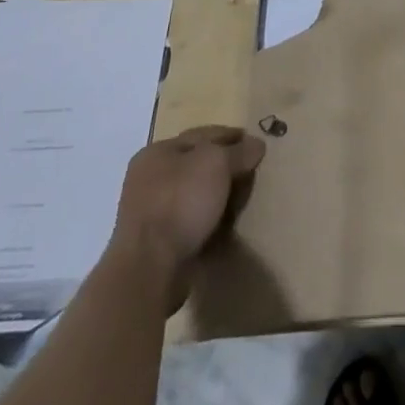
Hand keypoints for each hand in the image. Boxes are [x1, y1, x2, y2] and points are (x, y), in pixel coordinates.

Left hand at [107, 125, 265, 310]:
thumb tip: (257, 145)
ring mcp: (148, 214)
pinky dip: (207, 221)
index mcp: (157, 152)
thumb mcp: (217, 164)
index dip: (231, 137)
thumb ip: (239, 151)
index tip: (255, 144)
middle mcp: (148, 179)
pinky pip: (189, 222)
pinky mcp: (154, 245)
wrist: (148, 270)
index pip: (202, 135)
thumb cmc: (180, 202)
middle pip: (196, 166)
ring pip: (193, 195)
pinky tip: (223, 225)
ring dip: (216, 196)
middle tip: (250, 173)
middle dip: (224, 168)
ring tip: (241, 201)